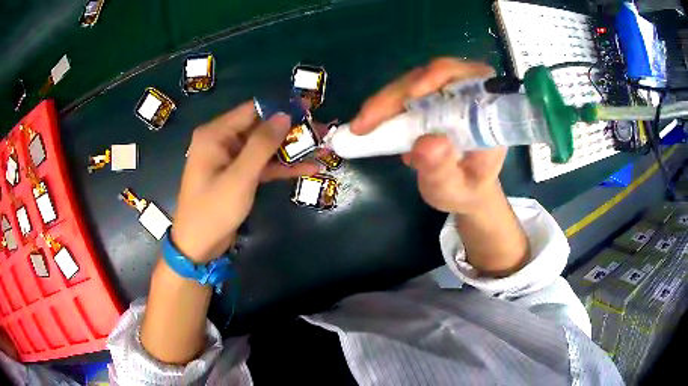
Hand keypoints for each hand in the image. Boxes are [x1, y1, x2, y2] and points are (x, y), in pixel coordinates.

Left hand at [172, 101, 318, 262]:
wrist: (199, 247)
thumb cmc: (213, 210)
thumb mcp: (239, 177)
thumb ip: (262, 145)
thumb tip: (285, 115)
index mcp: (215, 134)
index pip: (252, 110)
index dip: (280, 107)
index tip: (309, 108)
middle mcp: (222, 141)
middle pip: (261, 128)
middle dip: (291, 130)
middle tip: (323, 130)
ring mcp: (231, 159)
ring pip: (265, 147)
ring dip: (291, 149)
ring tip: (323, 148)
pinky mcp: (238, 175)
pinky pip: (262, 165)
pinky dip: (282, 167)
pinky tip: (309, 168)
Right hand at [350, 58, 505, 213]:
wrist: (466, 190)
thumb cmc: (465, 190)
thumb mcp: (454, 188)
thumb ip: (443, 170)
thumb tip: (426, 142)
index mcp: (488, 113)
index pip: (470, 77)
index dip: (440, 77)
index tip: (413, 94)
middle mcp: (470, 95)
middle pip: (432, 76)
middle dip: (397, 95)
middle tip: (367, 121)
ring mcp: (449, 93)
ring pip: (414, 81)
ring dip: (385, 100)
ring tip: (362, 126)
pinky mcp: (431, 98)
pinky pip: (405, 92)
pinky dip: (385, 106)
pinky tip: (371, 123)